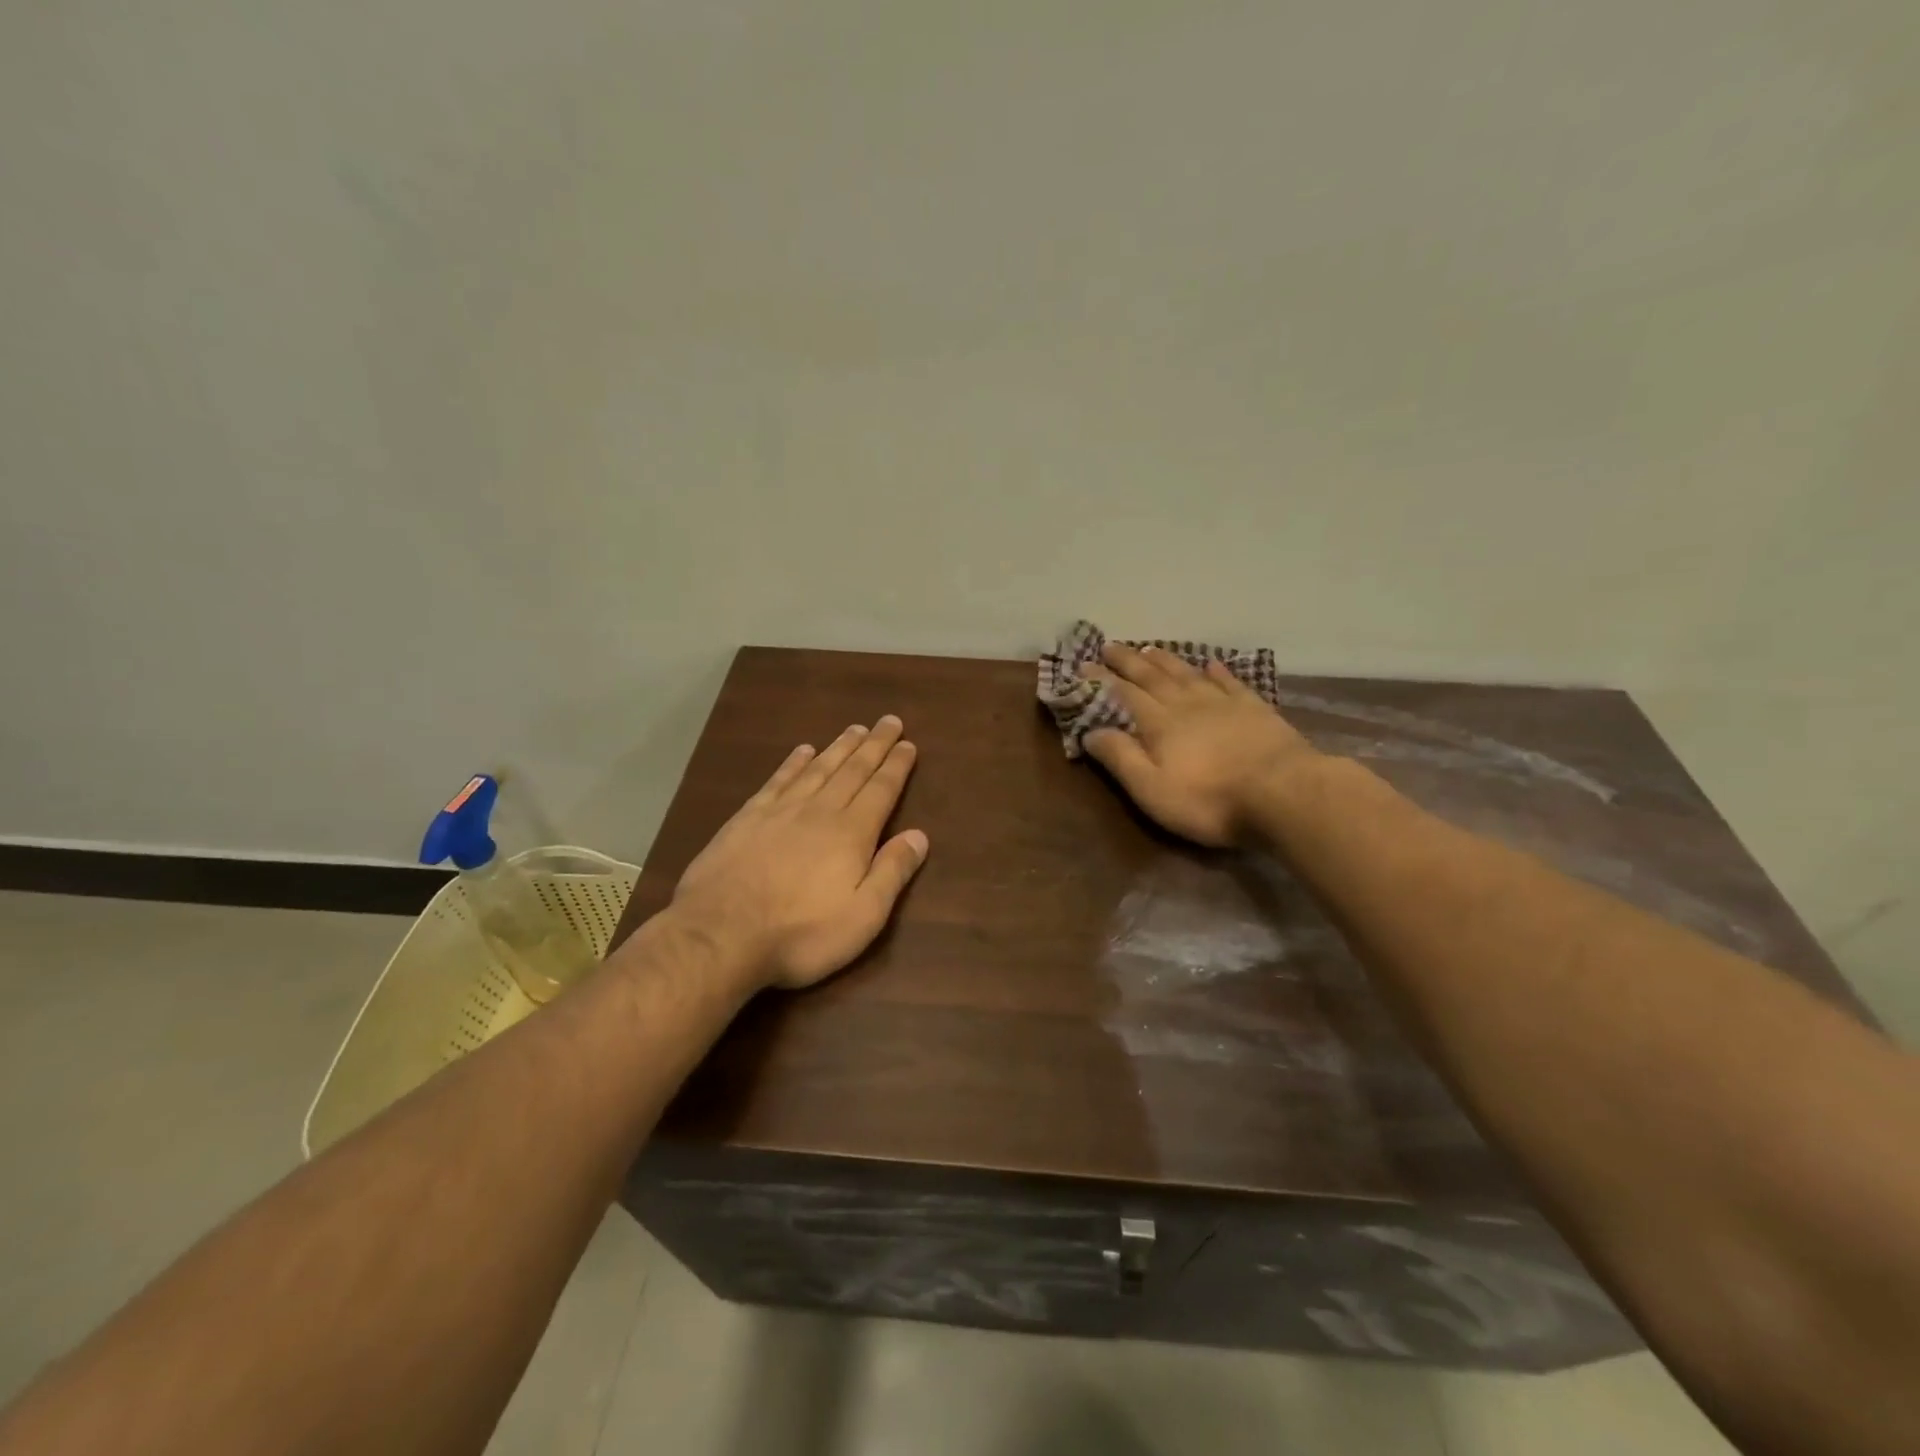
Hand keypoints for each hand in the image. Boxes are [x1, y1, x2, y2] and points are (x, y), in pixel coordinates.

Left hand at [668, 716, 928, 989]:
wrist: (721, 935)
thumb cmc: (801, 933)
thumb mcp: (862, 916)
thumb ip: (892, 872)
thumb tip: (919, 835)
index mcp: (851, 833)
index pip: (881, 790)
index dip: (896, 766)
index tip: (908, 744)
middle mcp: (820, 811)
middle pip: (853, 770)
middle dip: (874, 745)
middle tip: (889, 722)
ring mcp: (780, 811)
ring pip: (818, 769)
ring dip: (840, 747)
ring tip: (855, 728)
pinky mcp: (747, 818)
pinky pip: (778, 780)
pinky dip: (794, 762)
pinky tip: (803, 750)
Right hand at [1085, 644, 1318, 846]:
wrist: (1284, 793)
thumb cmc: (1210, 800)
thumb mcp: (1152, 790)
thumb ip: (1120, 758)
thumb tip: (1090, 731)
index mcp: (1159, 724)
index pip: (1122, 694)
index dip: (1101, 680)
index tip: (1083, 664)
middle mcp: (1186, 704)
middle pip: (1152, 676)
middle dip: (1128, 661)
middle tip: (1109, 646)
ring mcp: (1223, 703)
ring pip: (1187, 673)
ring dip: (1166, 660)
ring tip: (1149, 648)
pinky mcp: (1255, 709)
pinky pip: (1230, 682)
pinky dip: (1217, 671)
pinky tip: (1211, 663)